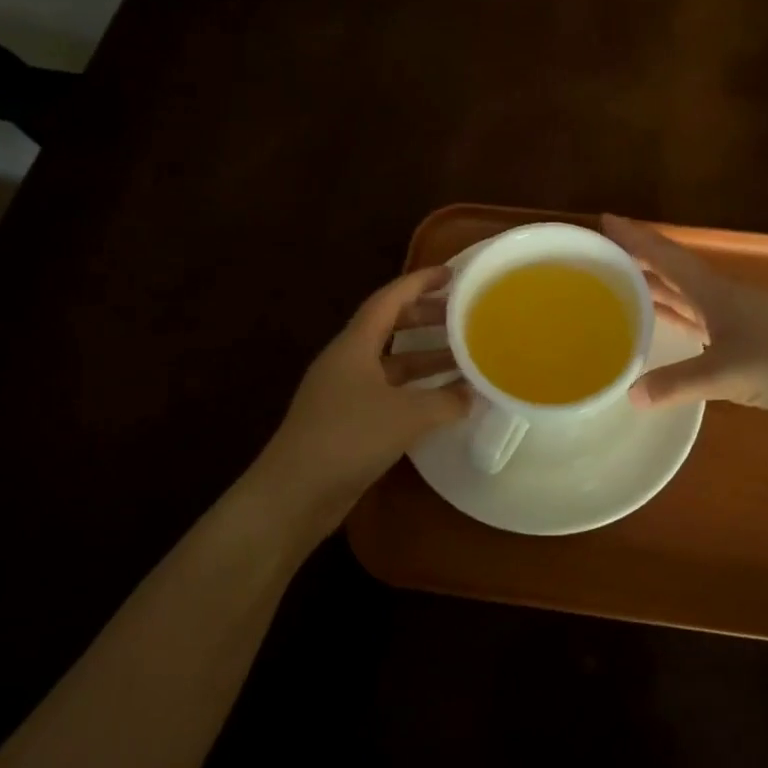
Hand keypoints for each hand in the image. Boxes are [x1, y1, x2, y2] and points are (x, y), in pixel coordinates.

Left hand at [260, 266, 469, 523]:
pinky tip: (440, 401)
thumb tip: (473, 394)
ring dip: (424, 358)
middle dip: (426, 318)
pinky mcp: (346, 421)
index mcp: (354, 345)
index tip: (451, 274)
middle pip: (390, 327)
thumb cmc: (348, 439)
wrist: (294, 494)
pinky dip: (415, 390)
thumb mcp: (406, 416)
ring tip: (463, 357)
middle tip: (463, 316)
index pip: (389, 299)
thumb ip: (445, 402)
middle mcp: (347, 361)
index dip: (419, 282)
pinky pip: (387, 391)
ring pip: (391, 363)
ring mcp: (344, 392)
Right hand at [603, 214, 767, 414]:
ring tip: (623, 287)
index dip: (635, 238)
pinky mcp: (748, 337)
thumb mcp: (725, 374)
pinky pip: (700, 318)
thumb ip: (677, 384)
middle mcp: (722, 296)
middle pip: (673, 271)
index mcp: (713, 292)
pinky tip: (666, 324)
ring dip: (657, 289)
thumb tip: (630, 394)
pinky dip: (677, 316)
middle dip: (639, 261)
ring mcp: (737, 316)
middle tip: (602, 258)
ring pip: (687, 295)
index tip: (605, 220)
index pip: (665, 256)